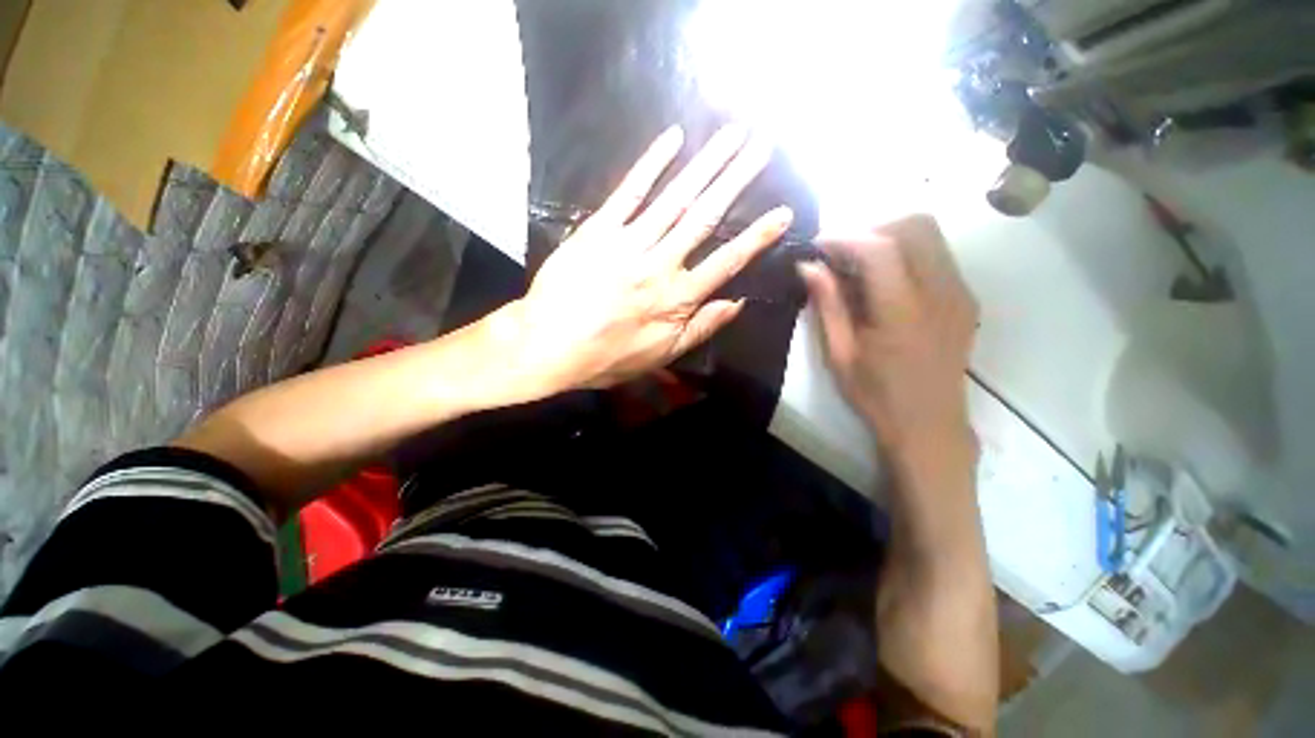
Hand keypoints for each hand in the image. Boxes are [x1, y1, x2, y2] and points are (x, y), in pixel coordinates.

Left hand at [486, 125, 792, 400]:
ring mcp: (629, 242)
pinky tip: (673, 139)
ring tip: (733, 134)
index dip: (756, 238)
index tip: (782, 212)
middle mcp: (660, 264)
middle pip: (705, 218)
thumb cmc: (606, 356)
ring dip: (706, 164)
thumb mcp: (661, 355)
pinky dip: (651, 164)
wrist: (548, 345)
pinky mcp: (599, 229)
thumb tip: (738, 304)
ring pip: (675, 198)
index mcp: (677, 298)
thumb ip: (701, 328)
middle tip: (763, 146)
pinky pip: (629, 192)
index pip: (726, 262)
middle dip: (737, 180)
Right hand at [797, 216, 978, 460]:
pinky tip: (883, 279)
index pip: (879, 248)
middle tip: (840, 253)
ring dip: (889, 237)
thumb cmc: (876, 395)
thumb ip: (828, 304)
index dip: (844, 237)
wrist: (929, 425)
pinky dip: (906, 252)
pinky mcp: (965, 297)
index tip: (817, 246)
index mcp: (903, 311)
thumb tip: (808, 266)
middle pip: (915, 225)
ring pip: (930, 234)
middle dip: (870, 229)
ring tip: (858, 264)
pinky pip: (937, 254)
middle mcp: (941, 292)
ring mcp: (959, 292)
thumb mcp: (840, 354)